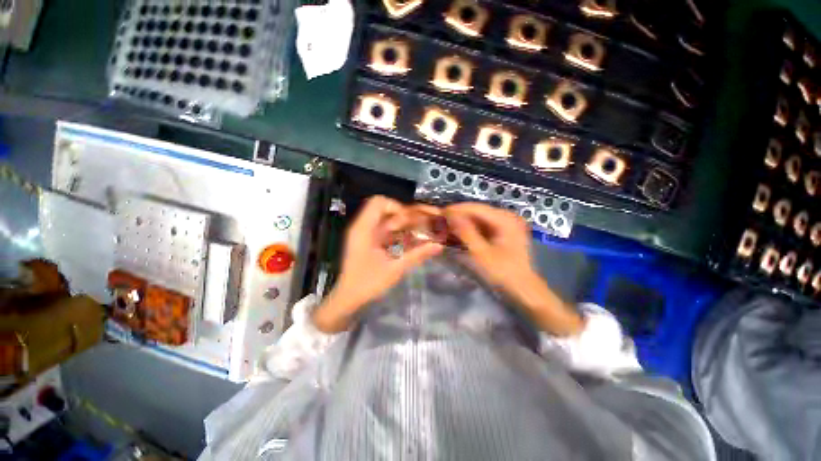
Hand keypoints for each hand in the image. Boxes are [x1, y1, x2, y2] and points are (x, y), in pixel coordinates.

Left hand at [313, 196, 443, 332]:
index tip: (410, 221)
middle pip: (383, 209)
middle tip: (417, 227)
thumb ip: (417, 255)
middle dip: (402, 216)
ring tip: (415, 234)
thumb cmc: (368, 283)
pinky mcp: (367, 241)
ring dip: (400, 225)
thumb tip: (438, 246)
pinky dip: (395, 233)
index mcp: (364, 229)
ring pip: (384, 220)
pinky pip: (383, 230)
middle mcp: (362, 227)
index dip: (397, 207)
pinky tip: (406, 242)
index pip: (379, 202)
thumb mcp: (395, 269)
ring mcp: (363, 234)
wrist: (348, 298)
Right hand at [444, 203, 532, 289]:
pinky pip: (484, 225)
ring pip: (480, 218)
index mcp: (505, 219)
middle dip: (459, 216)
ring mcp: (508, 223)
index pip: (476, 208)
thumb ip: (465, 232)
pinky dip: (472, 228)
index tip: (439, 213)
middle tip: (441, 222)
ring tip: (447, 227)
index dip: (456, 209)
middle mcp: (508, 216)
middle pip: (478, 211)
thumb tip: (450, 215)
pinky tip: (460, 233)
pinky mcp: (505, 231)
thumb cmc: (503, 272)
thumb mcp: (481, 253)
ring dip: (464, 222)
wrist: (524, 289)